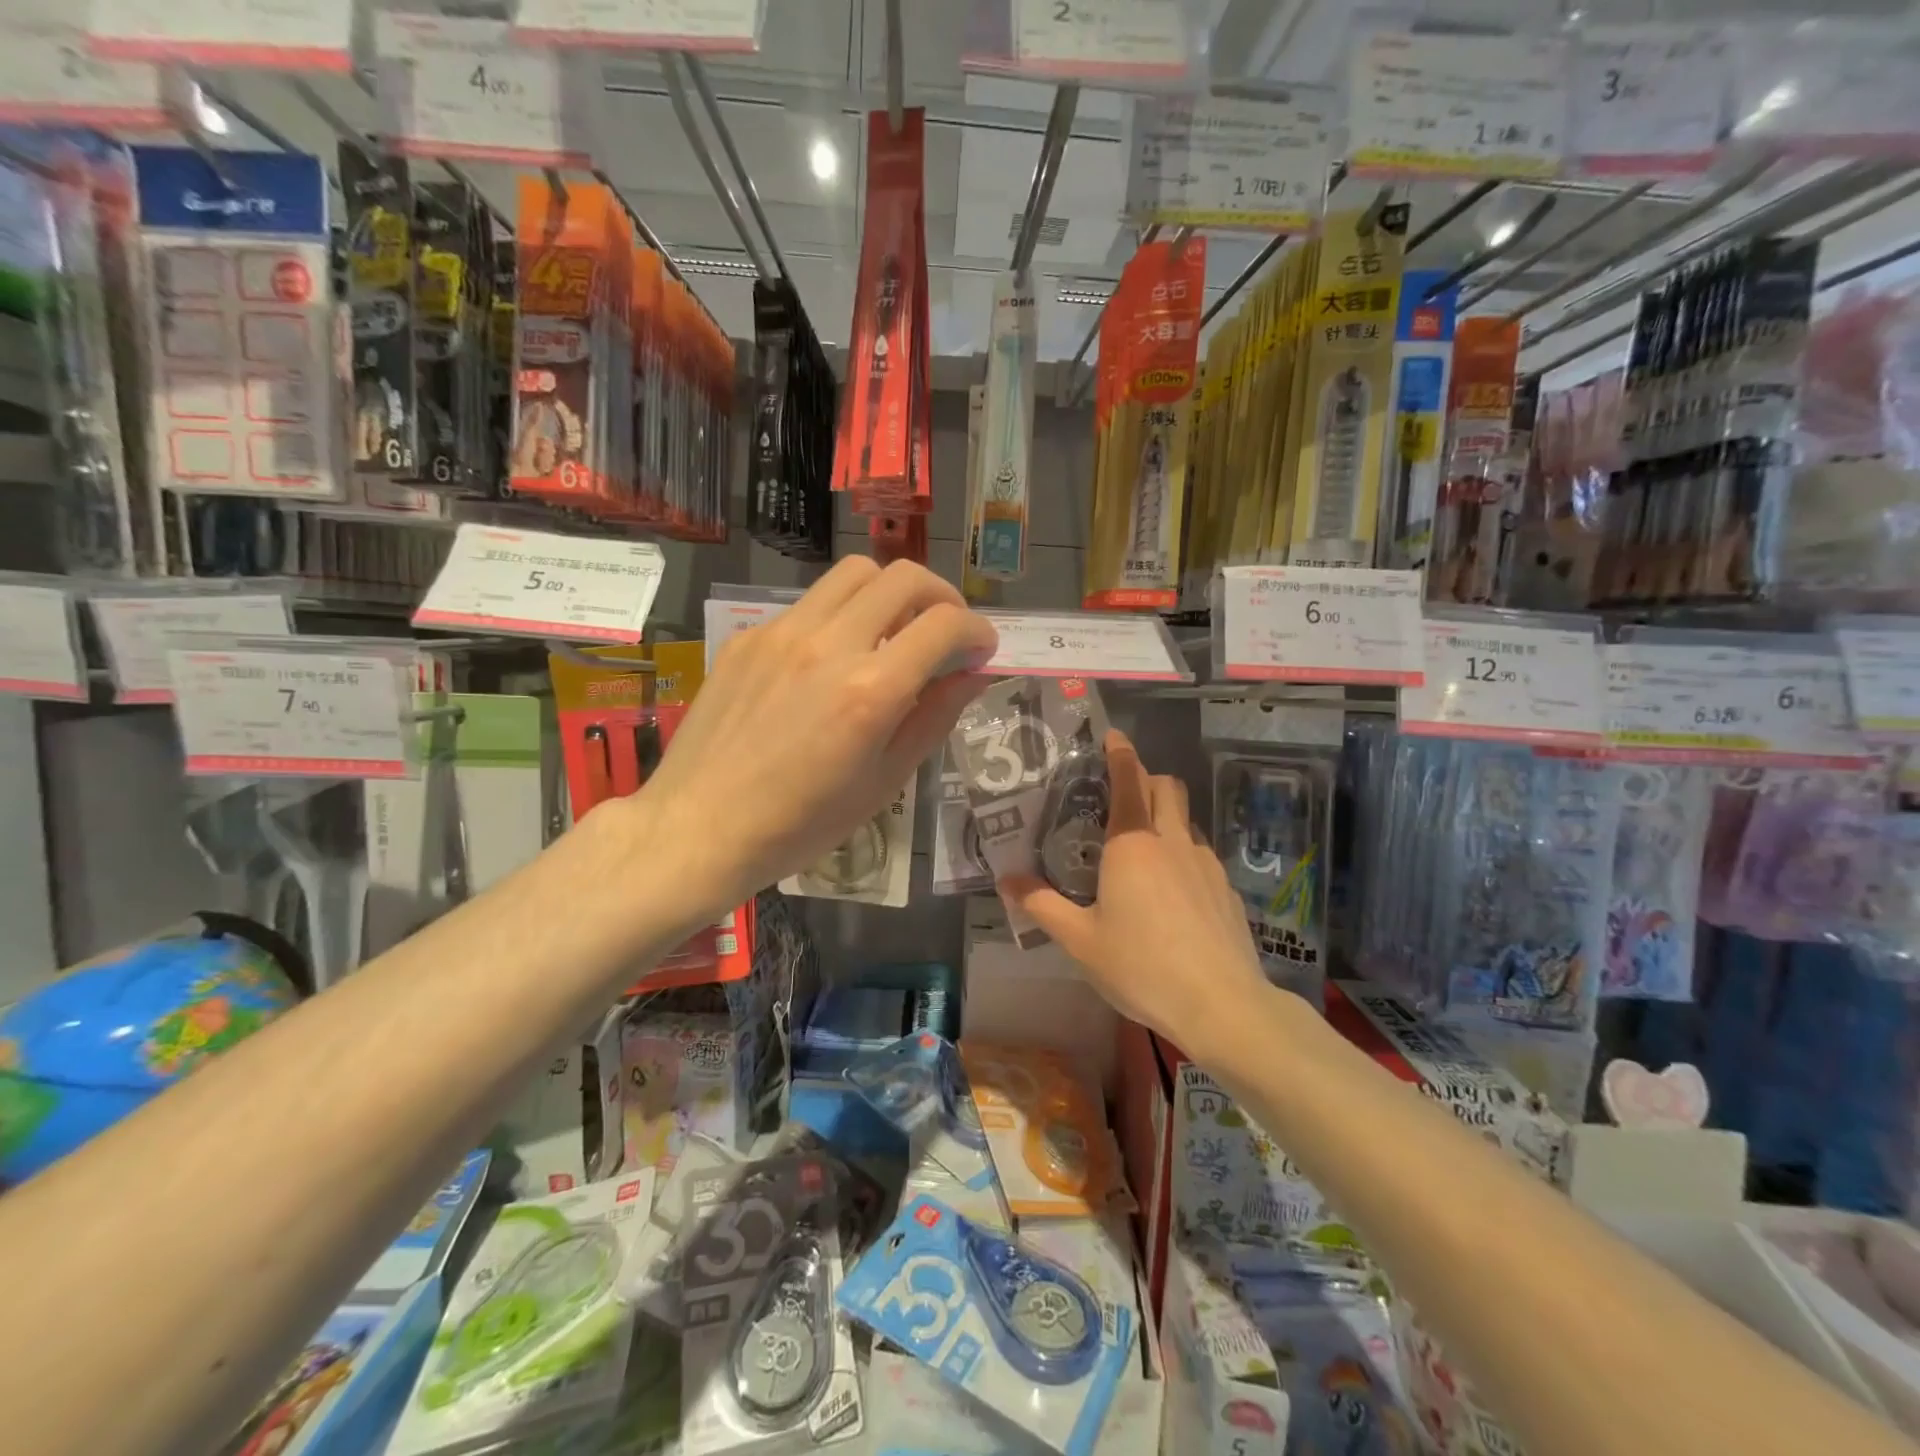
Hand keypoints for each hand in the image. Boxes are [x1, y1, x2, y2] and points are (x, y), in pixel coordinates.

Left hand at [634, 557, 996, 917]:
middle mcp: (829, 644)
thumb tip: (972, 675)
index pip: (944, 626)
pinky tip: (832, 659)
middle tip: (946, 630)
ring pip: (854, 573)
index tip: (981, 650)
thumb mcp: (883, 783)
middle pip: (903, 578)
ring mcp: (782, 632)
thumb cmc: (801, 824)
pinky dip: (840, 616)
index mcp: (870, 691)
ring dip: (890, 592)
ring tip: (893, 630)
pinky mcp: (749, 636)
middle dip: (942, 596)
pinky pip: (810, 603)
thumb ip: (933, 718)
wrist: (700, 827)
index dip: (977, 631)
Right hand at [1000, 729, 1269, 1055]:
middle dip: (1148, 778)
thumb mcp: (1079, 940)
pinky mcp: (1227, 890)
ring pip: (1187, 821)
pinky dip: (1183, 855)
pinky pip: (1202, 855)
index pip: (1129, 780)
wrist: (1221, 1005)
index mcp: (1132, 844)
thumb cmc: (1141, 965)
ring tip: (1144, 846)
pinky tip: (1173, 893)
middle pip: (1168, 788)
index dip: (1121, 754)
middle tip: (1123, 792)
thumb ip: (1042, 905)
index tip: (1114, 737)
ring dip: (1167, 817)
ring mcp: (1207, 864)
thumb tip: (1006, 880)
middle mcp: (1173, 842)